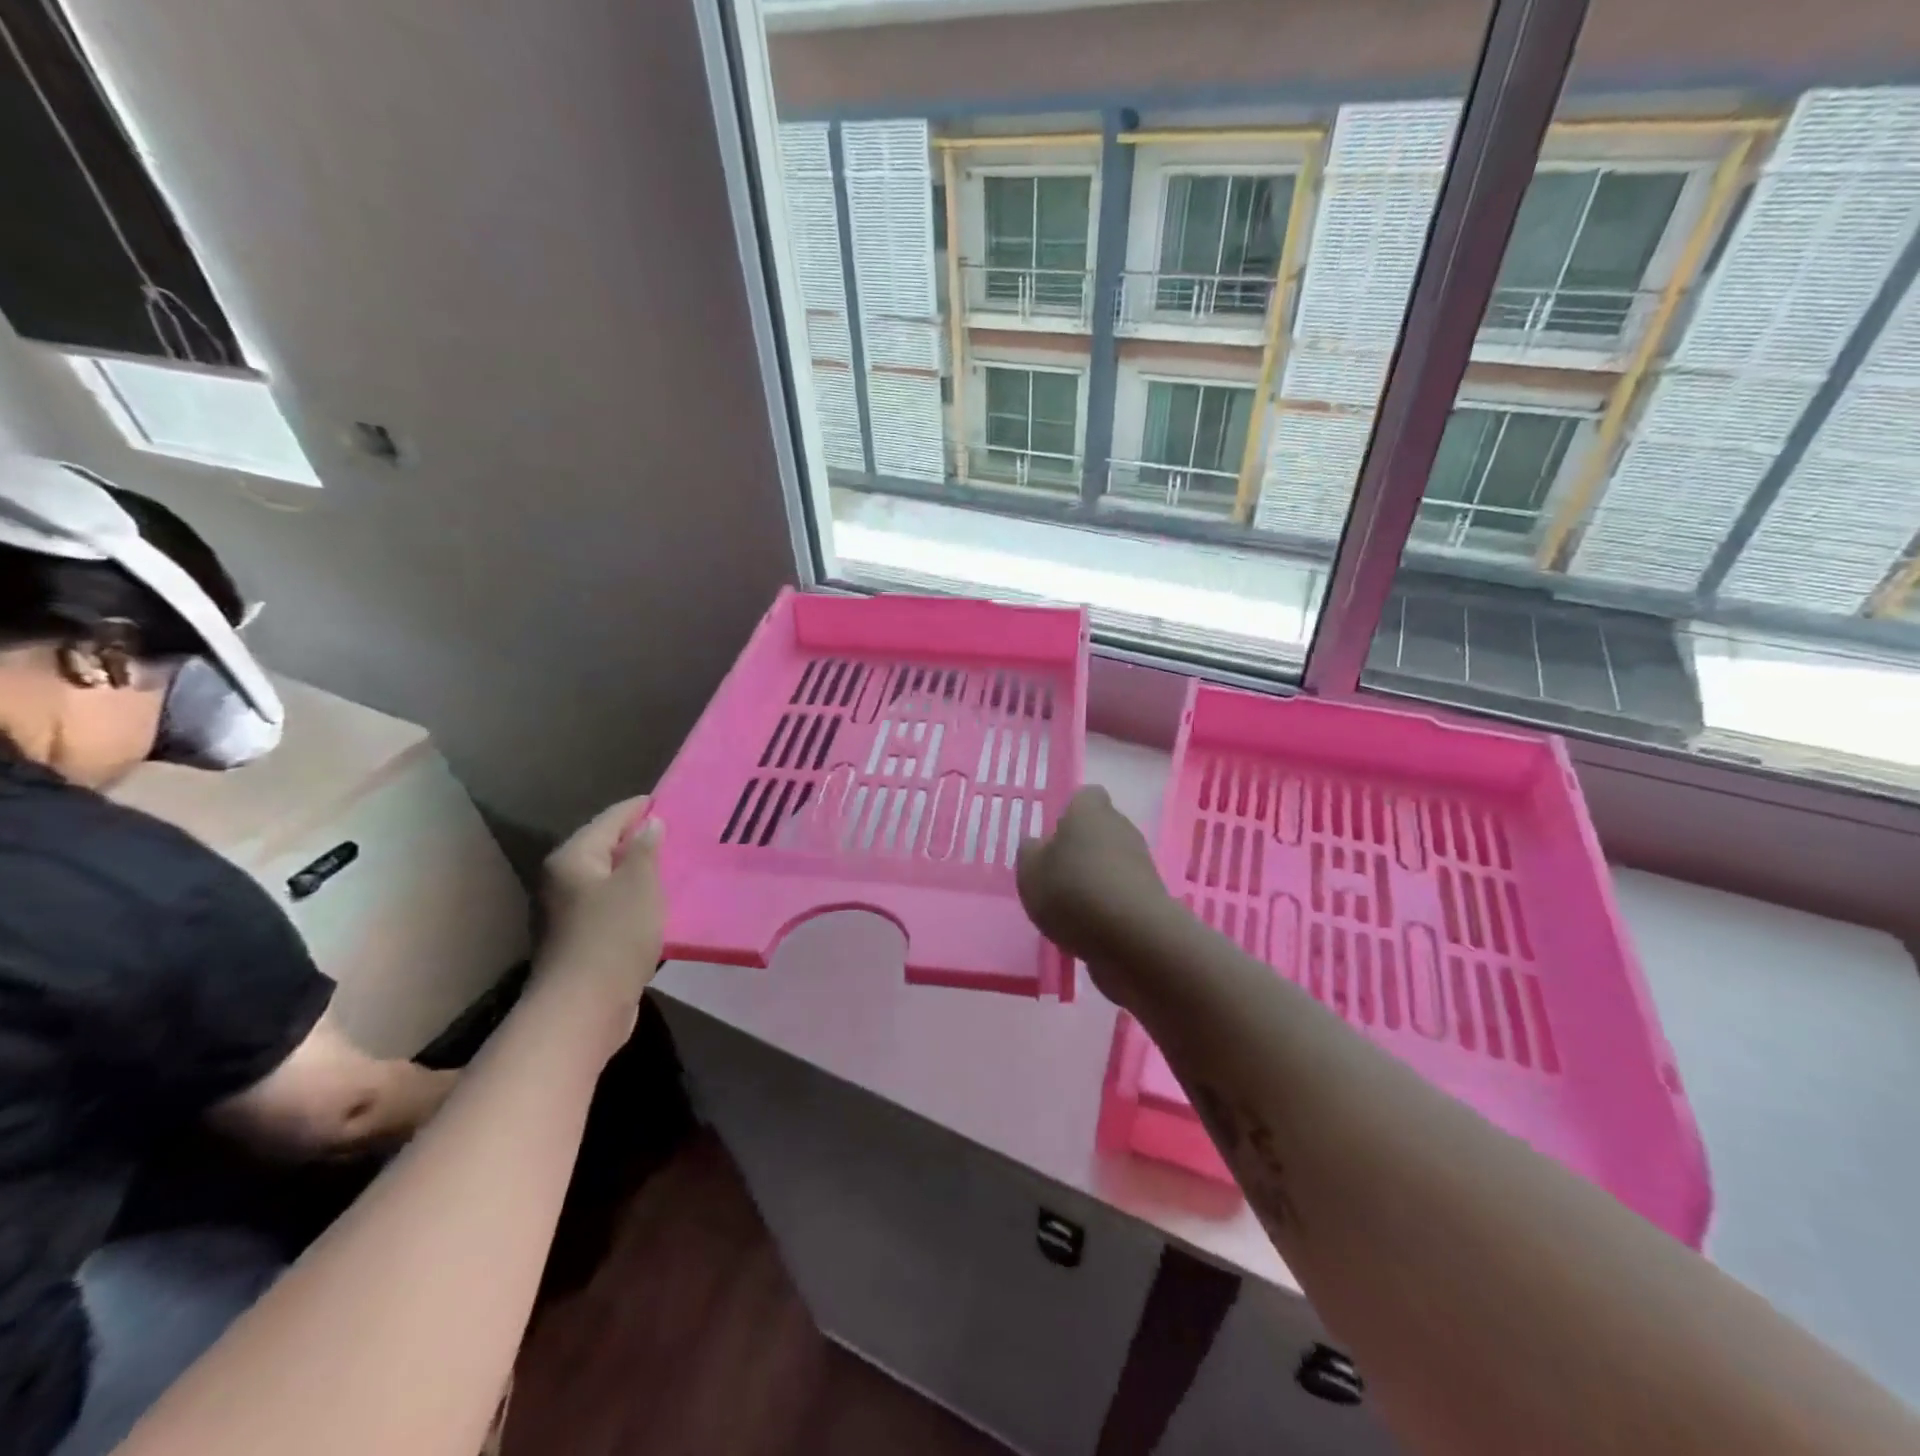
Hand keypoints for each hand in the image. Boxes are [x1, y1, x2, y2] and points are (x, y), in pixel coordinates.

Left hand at [539, 796, 667, 1023]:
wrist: (584, 1007)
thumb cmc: (613, 935)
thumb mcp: (640, 884)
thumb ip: (647, 849)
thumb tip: (650, 825)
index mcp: (573, 858)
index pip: (610, 819)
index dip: (639, 808)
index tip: (667, 800)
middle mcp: (562, 880)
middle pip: (605, 849)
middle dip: (639, 841)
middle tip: (677, 833)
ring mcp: (567, 913)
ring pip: (609, 880)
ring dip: (637, 874)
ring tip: (673, 867)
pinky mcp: (579, 941)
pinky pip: (611, 907)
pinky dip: (633, 900)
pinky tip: (657, 905)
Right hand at [1016, 786, 1170, 998]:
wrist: (1133, 937)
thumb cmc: (1072, 891)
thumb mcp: (1030, 872)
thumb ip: (1030, 853)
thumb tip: (1038, 845)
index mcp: (1089, 810)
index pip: (1085, 796)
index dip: (1069, 814)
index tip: (1054, 838)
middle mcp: (1120, 826)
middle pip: (1100, 830)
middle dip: (1082, 849)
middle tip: (1058, 877)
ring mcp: (1141, 861)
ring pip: (1112, 861)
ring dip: (1096, 879)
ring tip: (1073, 909)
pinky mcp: (1153, 895)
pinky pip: (1123, 892)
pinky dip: (1110, 904)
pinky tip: (1093, 927)